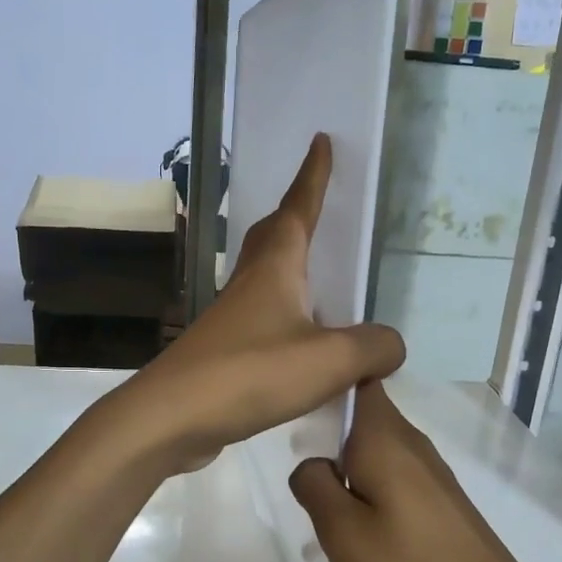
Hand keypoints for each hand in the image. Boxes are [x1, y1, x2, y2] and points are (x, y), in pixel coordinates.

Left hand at [120, 134, 404, 469]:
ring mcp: (231, 321)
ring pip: (264, 282)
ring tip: (320, 284)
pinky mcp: (223, 356)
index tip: (320, 142)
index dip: (313, 177)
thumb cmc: (251, 373)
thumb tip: (390, 346)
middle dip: (294, 217)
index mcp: (275, 270)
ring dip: (290, 273)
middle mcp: (249, 286)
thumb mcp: (330, 359)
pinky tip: (301, 348)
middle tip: (315, 207)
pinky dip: (286, 322)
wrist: (171, 418)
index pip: (298, 209)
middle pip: (272, 239)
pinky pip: (263, 325)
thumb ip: (372, 347)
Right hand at [288, 381, 552, 561]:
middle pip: (360, 417)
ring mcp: (430, 472)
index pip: (358, 377)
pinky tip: (362, 537)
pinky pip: (392, 479)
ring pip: (373, 453)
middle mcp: (410, 443)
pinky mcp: (440, 500)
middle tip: (302, 480)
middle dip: (326, 438)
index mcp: (384, 437)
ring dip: (345, 474)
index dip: (326, 379)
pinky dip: (369, 495)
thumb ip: (314, 486)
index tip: (296, 406)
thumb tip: (310, 464)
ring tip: (325, 518)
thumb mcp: (342, 532)